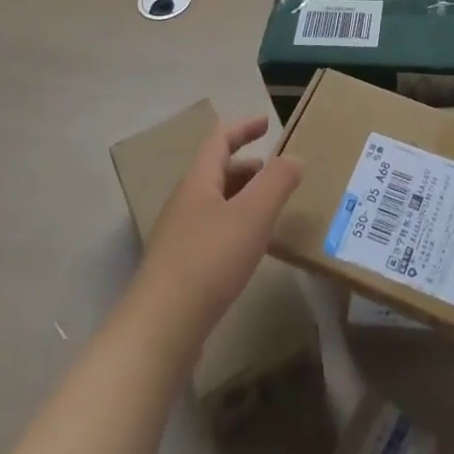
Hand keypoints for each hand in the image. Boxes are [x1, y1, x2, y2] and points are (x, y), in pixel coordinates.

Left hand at [133, 115, 303, 333]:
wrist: (159, 330)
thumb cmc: (209, 260)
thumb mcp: (253, 214)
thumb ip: (277, 181)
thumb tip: (294, 158)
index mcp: (198, 182)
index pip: (220, 140)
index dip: (244, 127)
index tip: (268, 123)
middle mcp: (184, 204)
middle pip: (216, 172)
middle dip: (247, 167)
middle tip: (276, 174)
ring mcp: (177, 238)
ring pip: (214, 204)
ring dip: (241, 198)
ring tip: (268, 211)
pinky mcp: (177, 270)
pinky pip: (210, 232)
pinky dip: (234, 227)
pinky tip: (247, 250)